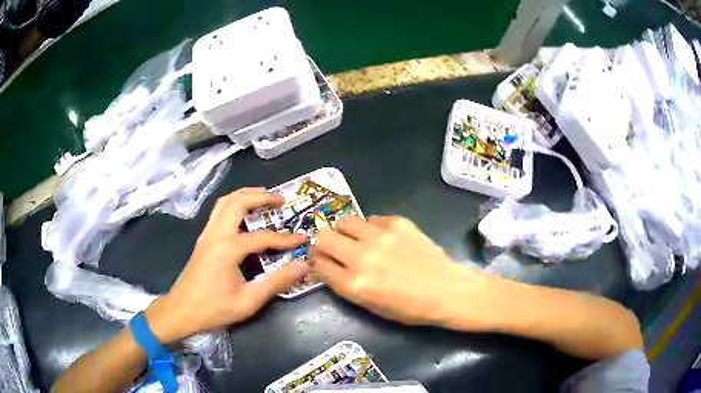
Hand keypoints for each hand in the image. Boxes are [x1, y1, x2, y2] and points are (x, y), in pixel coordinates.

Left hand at [145, 188, 308, 343]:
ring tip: (262, 195)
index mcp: (229, 248)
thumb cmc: (214, 308)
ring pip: (225, 202)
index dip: (286, 239)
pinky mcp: (202, 240)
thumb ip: (277, 281)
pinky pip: (218, 212)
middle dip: (261, 197)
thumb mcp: (249, 300)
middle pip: (238, 202)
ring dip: (244, 195)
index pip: (263, 237)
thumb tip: (303, 266)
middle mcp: (217, 234)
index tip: (303, 238)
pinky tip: (240, 214)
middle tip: (281, 200)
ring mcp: (207, 235)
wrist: (180, 311)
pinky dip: (232, 204)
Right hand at [310, 215, 493, 327]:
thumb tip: (327, 265)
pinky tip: (386, 239)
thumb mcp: (370, 305)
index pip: (318, 264)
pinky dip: (372, 228)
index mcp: (354, 284)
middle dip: (324, 243)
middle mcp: (361, 257)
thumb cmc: (410, 308)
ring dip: (346, 231)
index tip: (320, 260)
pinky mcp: (397, 222)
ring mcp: (380, 236)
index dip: (316, 261)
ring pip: (344, 221)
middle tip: (335, 248)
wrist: (447, 290)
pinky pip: (372, 219)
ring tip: (359, 240)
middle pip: (323, 237)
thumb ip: (344, 284)